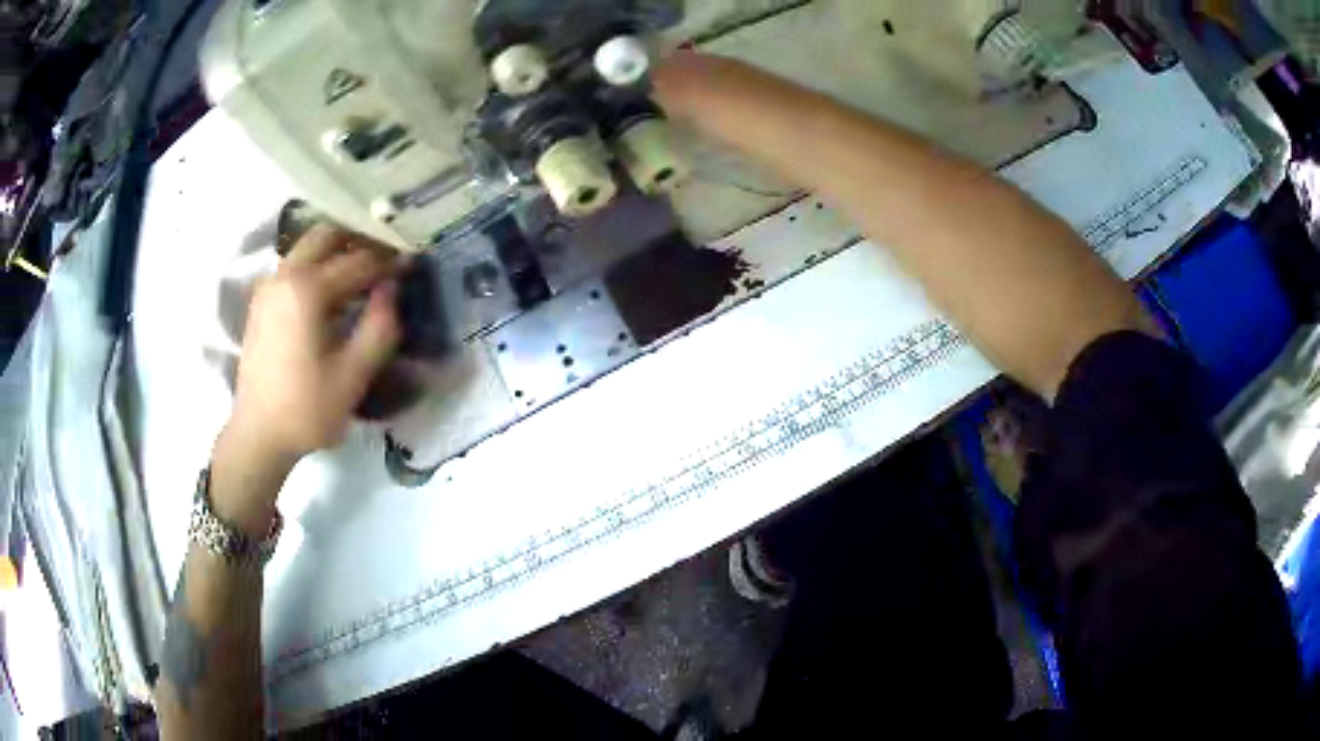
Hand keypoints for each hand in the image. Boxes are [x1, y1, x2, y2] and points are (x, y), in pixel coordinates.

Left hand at [225, 226, 402, 468]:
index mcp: (307, 289)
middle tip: (386, 257)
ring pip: (308, 247)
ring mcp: (269, 286)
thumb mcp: (354, 375)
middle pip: (328, 235)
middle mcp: (285, 275)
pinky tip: (333, 292)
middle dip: (360, 239)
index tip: (413, 263)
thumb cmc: (307, 409)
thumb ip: (380, 326)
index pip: (359, 260)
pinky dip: (318, 265)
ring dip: (338, 251)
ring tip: (364, 273)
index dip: (390, 261)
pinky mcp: (262, 301)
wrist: (258, 435)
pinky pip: (295, 265)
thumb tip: (392, 288)